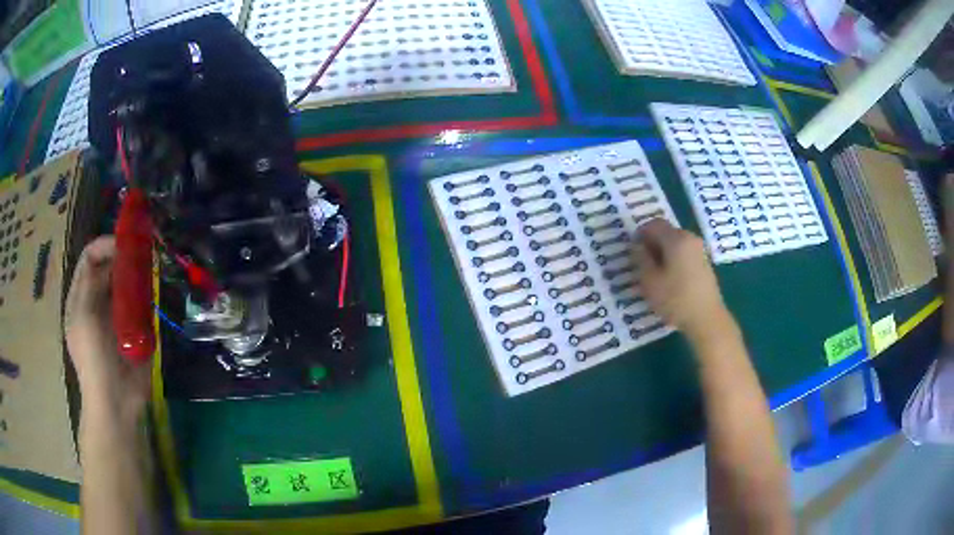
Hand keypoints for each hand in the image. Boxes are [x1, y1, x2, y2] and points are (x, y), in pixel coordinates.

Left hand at [64, 236, 150, 423]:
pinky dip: (146, 298)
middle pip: (108, 268)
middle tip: (144, 256)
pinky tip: (153, 298)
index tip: (126, 244)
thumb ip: (91, 282)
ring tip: (150, 275)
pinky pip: (139, 306)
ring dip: (137, 277)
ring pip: (125, 285)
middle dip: (124, 258)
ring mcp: (115, 317)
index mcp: (80, 297)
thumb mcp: (85, 317)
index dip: (105, 245)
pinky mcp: (133, 331)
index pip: (90, 257)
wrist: (117, 402)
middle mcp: (96, 302)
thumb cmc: (94, 359)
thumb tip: (110, 253)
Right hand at [632, 219, 733, 344]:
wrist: (707, 319)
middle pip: (666, 232)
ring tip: (654, 274)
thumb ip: (640, 258)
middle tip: (641, 263)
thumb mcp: (649, 281)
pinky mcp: (704, 263)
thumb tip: (637, 246)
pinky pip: (684, 254)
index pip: (654, 224)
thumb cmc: (675, 299)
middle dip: (652, 243)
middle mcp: (690, 238)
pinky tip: (670, 280)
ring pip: (676, 243)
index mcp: (676, 238)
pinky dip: (674, 260)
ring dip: (663, 253)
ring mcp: (699, 251)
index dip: (640, 234)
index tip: (632, 251)